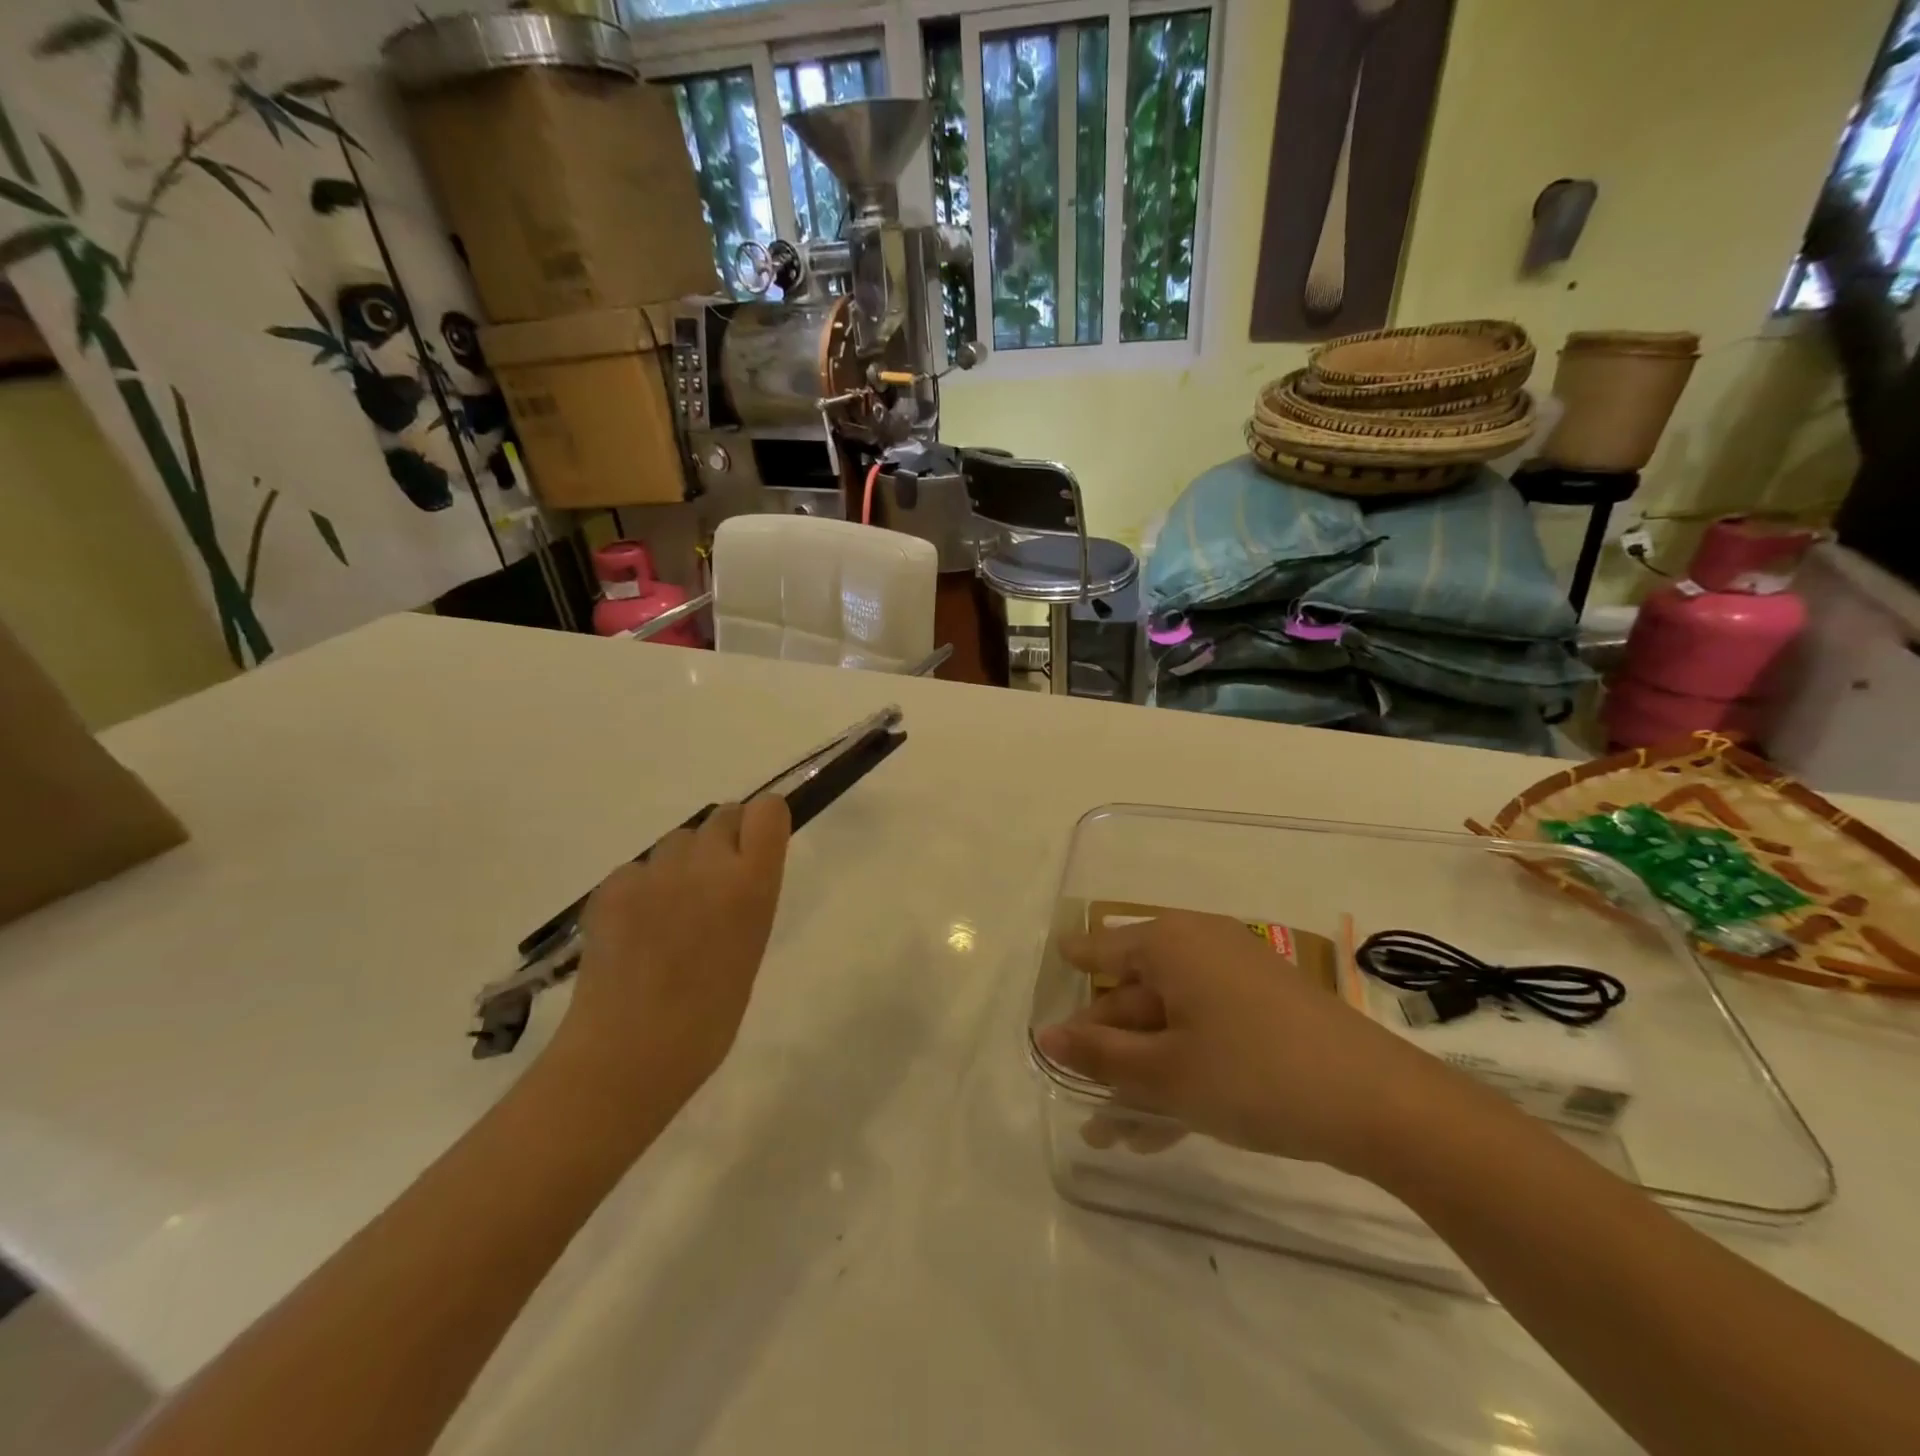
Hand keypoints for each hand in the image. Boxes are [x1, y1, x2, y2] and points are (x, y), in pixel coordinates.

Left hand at [545, 798, 790, 1118]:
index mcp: (751, 884)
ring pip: (677, 841)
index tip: (757, 847)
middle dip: (723, 841)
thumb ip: (748, 896)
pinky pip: (637, 868)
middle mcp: (706, 864)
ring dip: (681, 863)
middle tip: (712, 887)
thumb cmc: (710, 1015)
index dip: (762, 822)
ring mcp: (654, 872)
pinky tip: (635, 929)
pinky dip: (641, 888)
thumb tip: (736, 873)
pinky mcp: (613, 886)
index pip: (767, 810)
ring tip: (669, 913)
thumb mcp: (751, 945)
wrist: (630, 1053)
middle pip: (722, 816)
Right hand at [1036, 912, 1479, 1179]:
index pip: (1099, 949)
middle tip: (1083, 1105)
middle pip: (1134, 994)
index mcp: (1169, 943)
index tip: (1048, 1000)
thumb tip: (1046, 1036)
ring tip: (1113, 1134)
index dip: (1071, 974)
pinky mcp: (1265, 1009)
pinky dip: (1181, 1069)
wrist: (1381, 1103)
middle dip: (1106, 1053)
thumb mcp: (1165, 1073)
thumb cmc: (1254, 1074)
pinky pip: (1205, 1031)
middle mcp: (1199, 945)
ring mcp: (1235, 976)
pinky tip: (1161, 1127)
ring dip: (1140, 1073)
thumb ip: (1099, 1056)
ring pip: (1169, 1022)